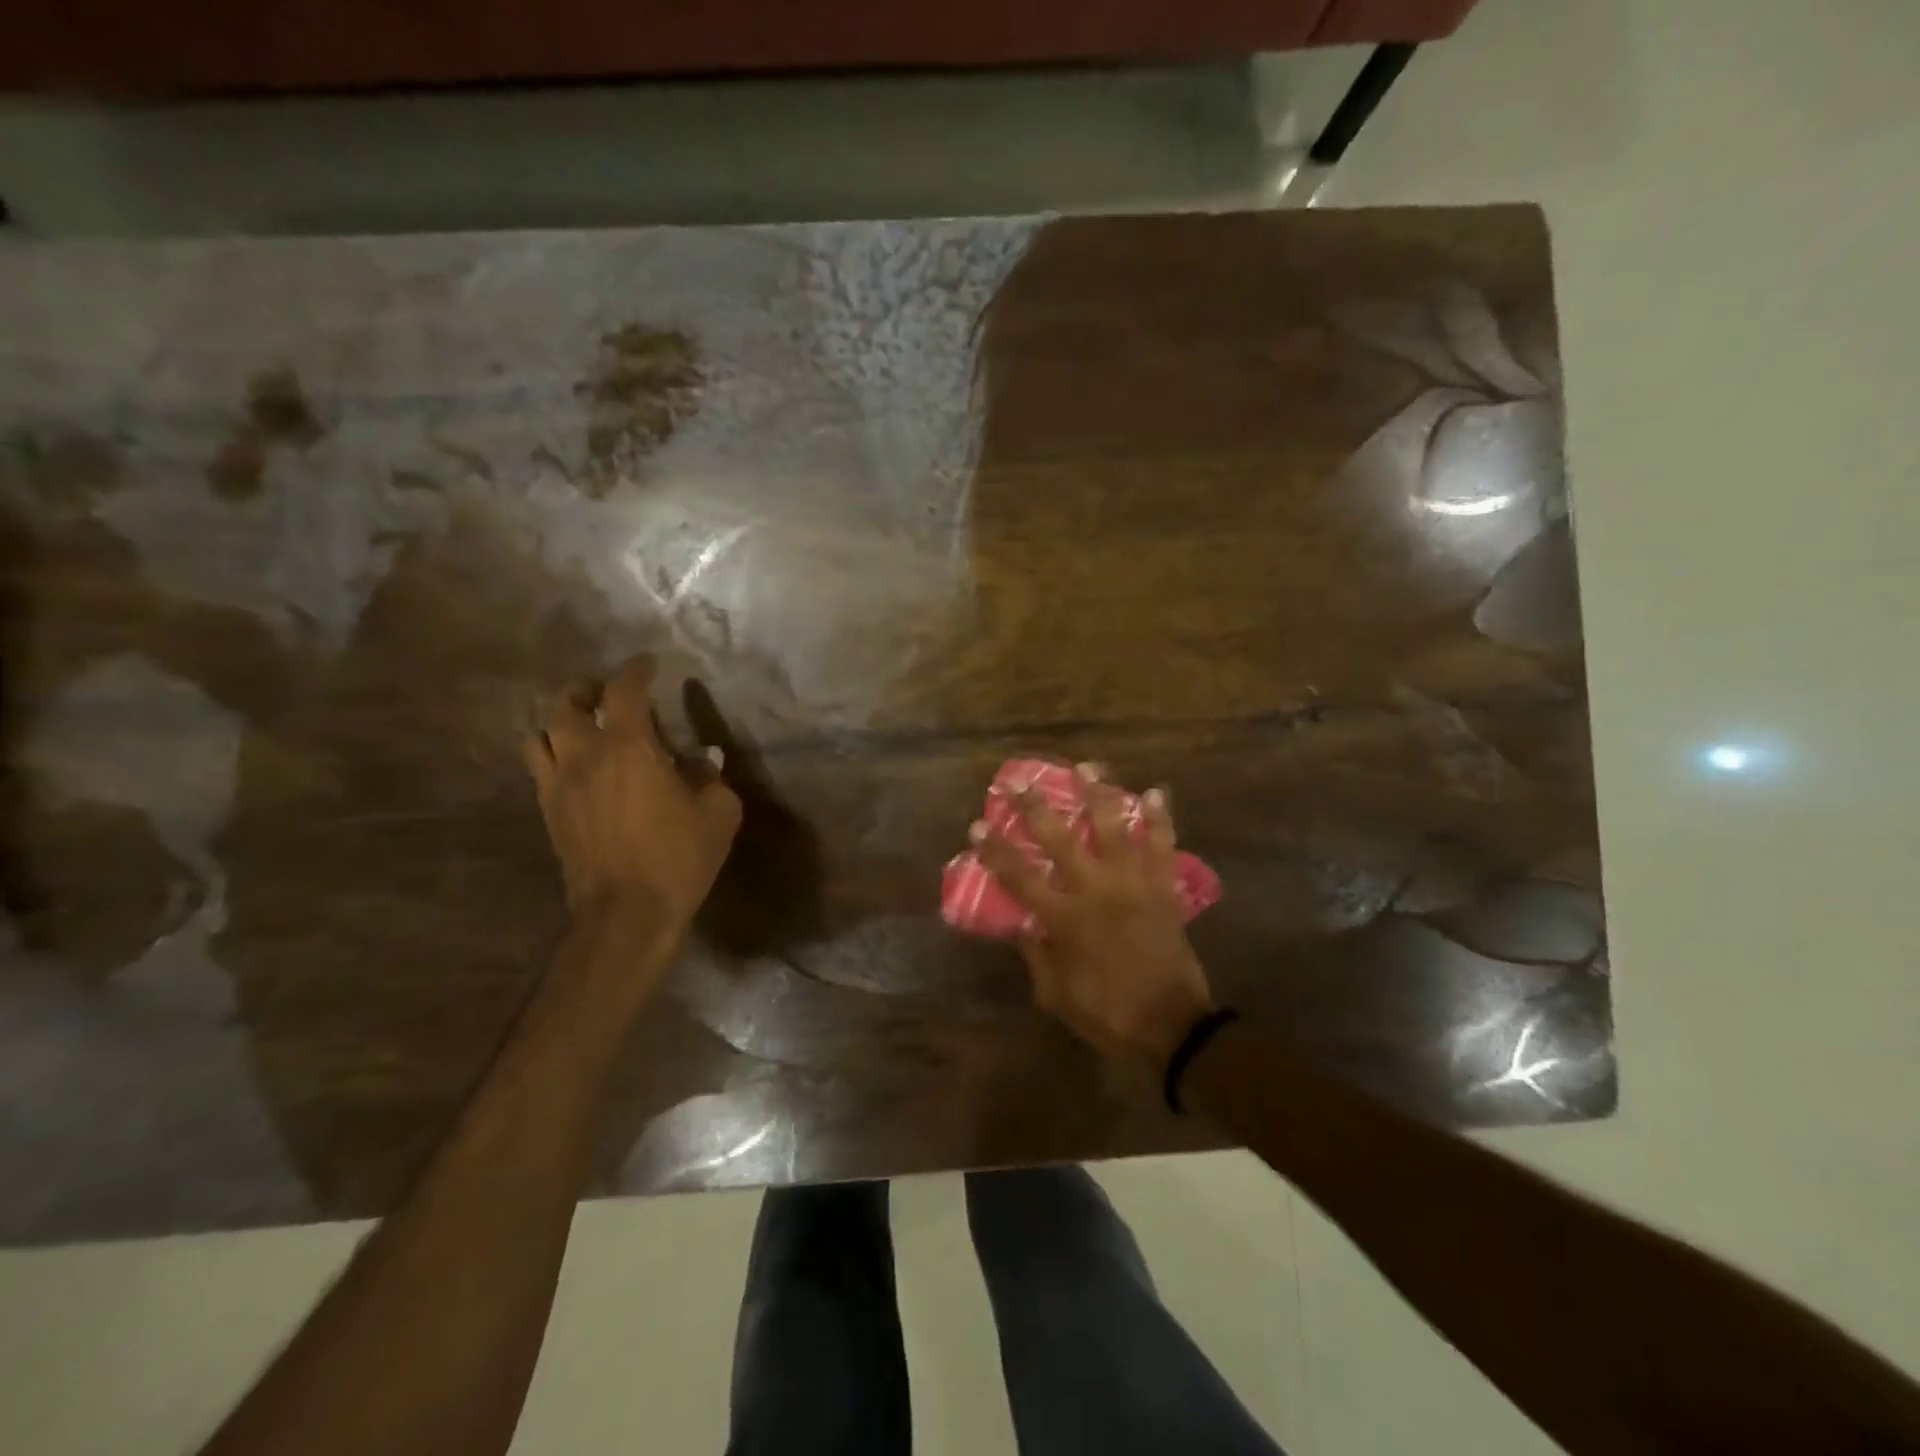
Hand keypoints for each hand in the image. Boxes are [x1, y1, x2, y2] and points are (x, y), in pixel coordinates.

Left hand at [523, 659, 741, 938]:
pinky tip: (576, 767)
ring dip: (560, 721)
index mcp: (628, 747)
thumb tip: (704, 758)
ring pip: (540, 734)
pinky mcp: (548, 813)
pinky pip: (539, 768)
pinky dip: (553, 754)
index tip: (650, 664)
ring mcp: (558, 785)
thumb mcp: (718, 814)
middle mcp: (584, 756)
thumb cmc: (678, 858)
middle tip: (607, 694)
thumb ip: (711, 777)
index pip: (624, 691)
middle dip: (587, 689)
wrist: (626, 914)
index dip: (637, 671)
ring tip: (582, 727)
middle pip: (566, 703)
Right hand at [974, 768, 1215, 1067]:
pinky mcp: (1163, 888)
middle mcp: (1095, 890)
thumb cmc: (1108, 1014)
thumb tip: (1021, 925)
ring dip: (1098, 794)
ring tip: (1087, 766)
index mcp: (1064, 918)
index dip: (995, 849)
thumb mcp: (1056, 995)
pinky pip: (1163, 847)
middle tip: (1018, 782)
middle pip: (1059, 839)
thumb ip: (1035, 955)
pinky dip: (1161, 819)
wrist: (1172, 1026)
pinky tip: (1156, 791)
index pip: (1019, 876)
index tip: (977, 824)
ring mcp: (1132, 884)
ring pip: (1113, 828)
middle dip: (1034, 808)